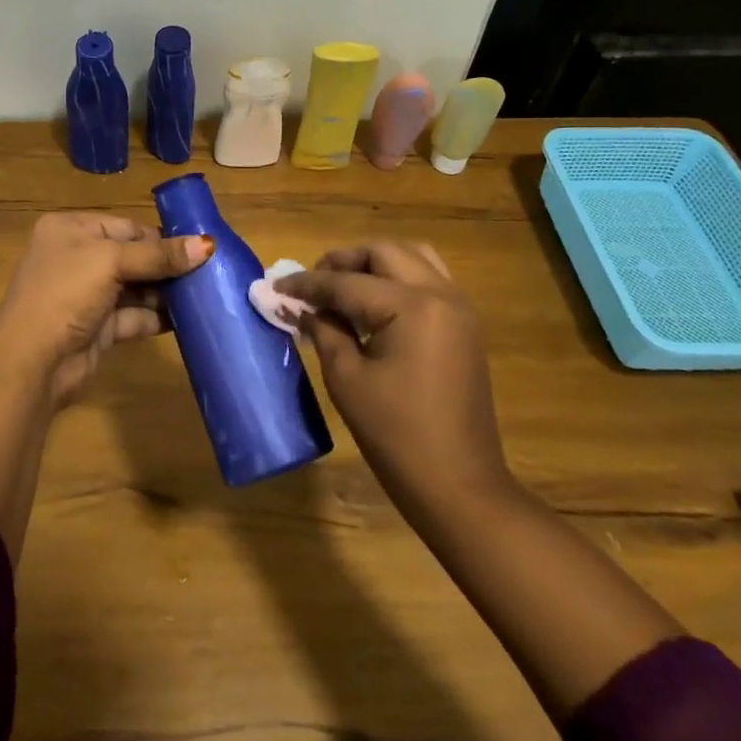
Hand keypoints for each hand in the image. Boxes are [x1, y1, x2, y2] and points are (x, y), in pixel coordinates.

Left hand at [0, 212, 212, 405]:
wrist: (32, 363)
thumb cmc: (65, 294)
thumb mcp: (111, 263)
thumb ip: (159, 255)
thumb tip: (208, 245)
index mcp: (70, 230)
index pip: (124, 226)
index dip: (159, 237)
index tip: (198, 248)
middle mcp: (76, 258)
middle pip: (132, 256)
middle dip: (166, 266)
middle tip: (207, 273)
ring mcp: (85, 295)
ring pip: (134, 287)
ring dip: (165, 292)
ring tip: (203, 294)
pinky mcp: (96, 328)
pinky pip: (133, 316)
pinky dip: (156, 317)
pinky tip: (186, 319)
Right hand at [277, 243, 511, 514]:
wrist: (460, 487)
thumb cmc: (396, 435)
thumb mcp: (346, 379)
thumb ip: (323, 330)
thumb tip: (302, 307)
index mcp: (412, 307)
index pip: (347, 282)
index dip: (307, 284)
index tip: (276, 285)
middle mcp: (441, 294)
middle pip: (384, 253)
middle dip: (343, 262)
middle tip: (311, 284)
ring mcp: (459, 308)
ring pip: (411, 258)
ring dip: (373, 264)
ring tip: (342, 288)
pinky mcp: (464, 326)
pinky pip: (428, 280)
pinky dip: (397, 279)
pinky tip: (371, 305)